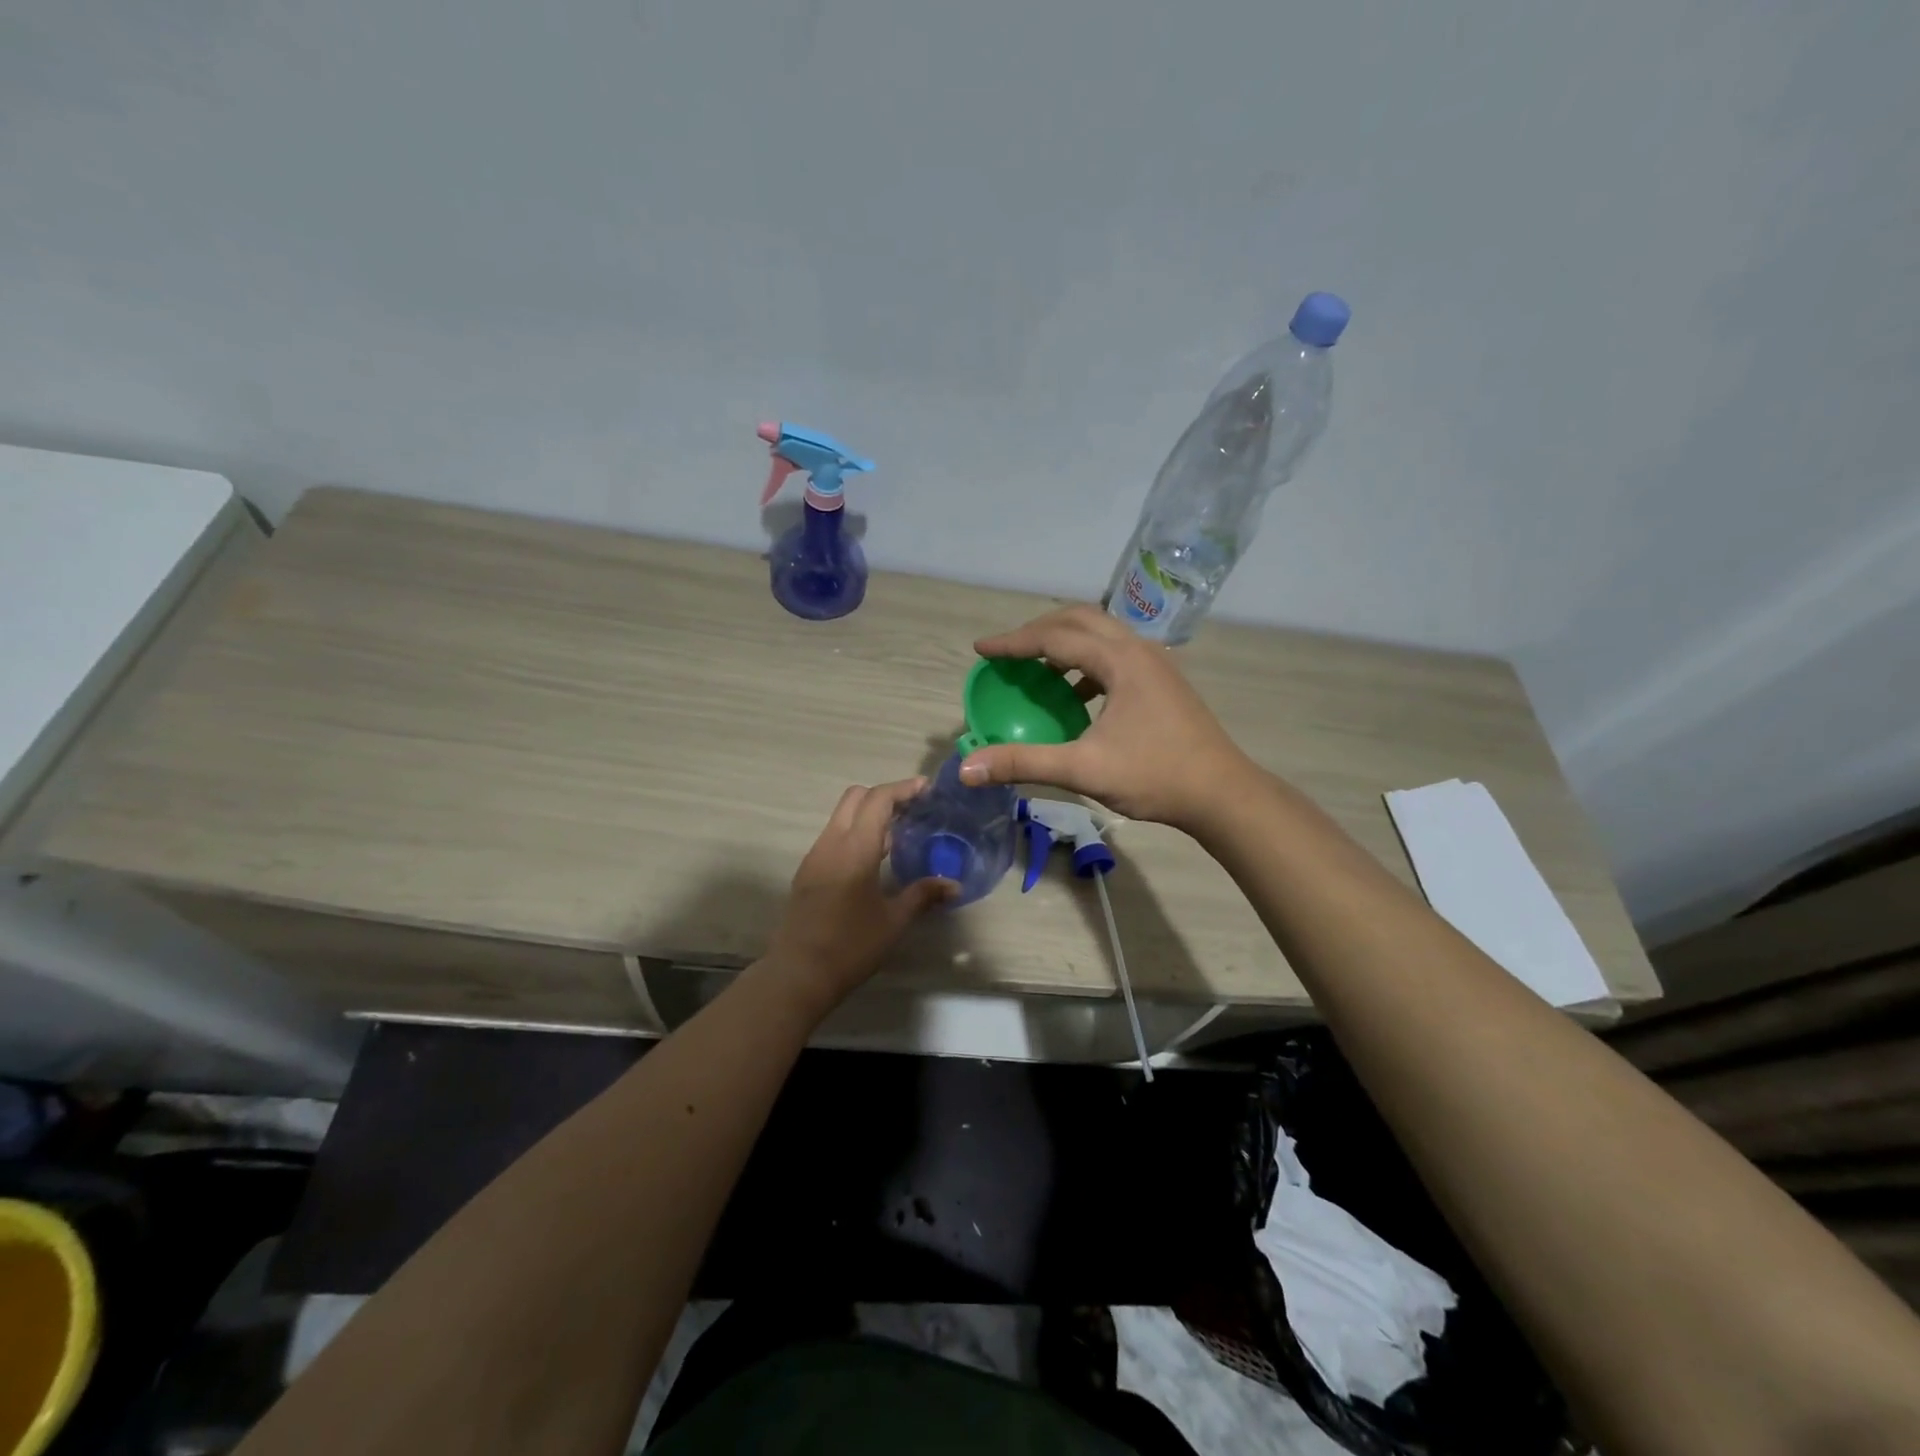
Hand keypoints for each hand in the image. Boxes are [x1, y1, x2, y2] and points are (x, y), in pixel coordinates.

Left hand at [764, 778, 954, 1004]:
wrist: (798, 973)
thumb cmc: (850, 946)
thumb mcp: (894, 921)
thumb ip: (923, 895)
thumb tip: (953, 884)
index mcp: (854, 848)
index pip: (878, 799)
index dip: (903, 788)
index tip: (927, 790)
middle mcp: (831, 842)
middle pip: (856, 797)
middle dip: (885, 795)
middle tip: (914, 809)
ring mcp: (816, 855)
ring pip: (842, 815)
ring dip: (869, 813)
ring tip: (900, 833)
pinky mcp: (808, 871)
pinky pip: (834, 835)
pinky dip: (856, 831)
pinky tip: (876, 858)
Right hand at [957, 604, 1258, 831]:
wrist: (1223, 793)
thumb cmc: (1156, 776)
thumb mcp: (1083, 769)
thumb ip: (1023, 762)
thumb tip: (968, 767)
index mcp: (1120, 660)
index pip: (1054, 637)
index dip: (1013, 643)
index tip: (981, 650)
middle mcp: (1138, 649)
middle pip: (1079, 619)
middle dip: (1038, 630)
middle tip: (1008, 652)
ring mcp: (1156, 663)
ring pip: (1101, 634)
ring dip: (1065, 643)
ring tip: (1037, 669)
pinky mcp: (1163, 681)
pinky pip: (1115, 654)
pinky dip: (1086, 663)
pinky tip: (1077, 696)